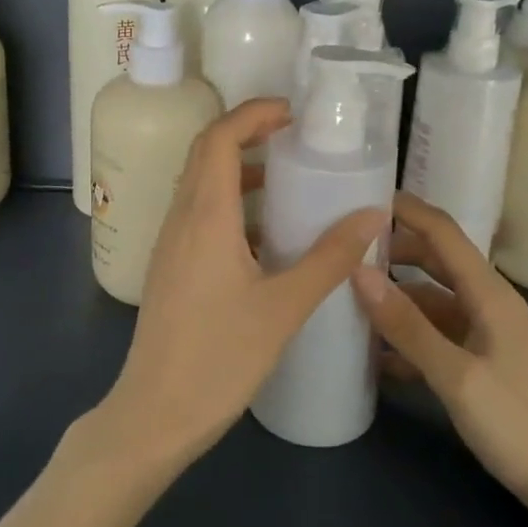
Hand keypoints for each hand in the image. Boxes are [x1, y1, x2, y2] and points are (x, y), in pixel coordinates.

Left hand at [92, 98, 387, 472]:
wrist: (155, 413)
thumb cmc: (220, 358)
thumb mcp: (284, 306)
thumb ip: (328, 258)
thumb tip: (372, 216)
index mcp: (204, 216)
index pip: (218, 138)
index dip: (252, 114)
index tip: (292, 113)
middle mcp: (180, 218)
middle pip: (206, 153)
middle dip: (247, 133)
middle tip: (295, 137)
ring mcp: (170, 244)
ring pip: (200, 184)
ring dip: (239, 170)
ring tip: (287, 179)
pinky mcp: (171, 267)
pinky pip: (199, 214)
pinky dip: (231, 204)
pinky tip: (266, 235)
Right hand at [352, 192, 527, 514]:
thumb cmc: (519, 424)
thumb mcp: (457, 376)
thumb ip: (407, 325)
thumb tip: (359, 274)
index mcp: (488, 293)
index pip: (442, 231)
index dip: (405, 209)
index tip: (359, 197)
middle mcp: (485, 302)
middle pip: (433, 260)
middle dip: (391, 250)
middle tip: (342, 249)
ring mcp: (483, 333)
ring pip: (429, 299)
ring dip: (394, 297)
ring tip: (347, 297)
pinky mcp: (478, 361)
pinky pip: (434, 333)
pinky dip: (406, 334)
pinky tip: (374, 353)